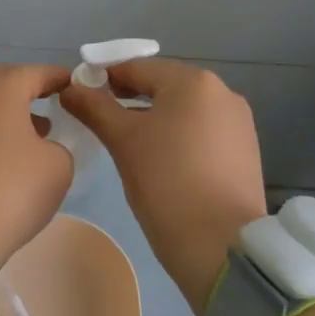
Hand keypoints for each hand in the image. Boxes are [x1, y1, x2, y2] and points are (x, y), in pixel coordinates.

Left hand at [0, 63, 74, 273]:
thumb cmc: (10, 188)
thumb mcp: (57, 167)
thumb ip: (59, 147)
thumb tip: (42, 147)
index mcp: (2, 87)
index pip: (37, 72)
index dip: (60, 79)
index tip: (77, 87)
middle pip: (5, 82)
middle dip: (29, 91)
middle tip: (52, 105)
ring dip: (10, 115)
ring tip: (35, 136)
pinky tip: (7, 159)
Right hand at [62, 59, 266, 315]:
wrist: (222, 247)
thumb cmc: (166, 183)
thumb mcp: (122, 141)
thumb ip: (93, 107)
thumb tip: (69, 87)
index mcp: (193, 81)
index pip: (137, 68)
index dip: (104, 80)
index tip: (81, 100)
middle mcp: (222, 92)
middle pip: (162, 86)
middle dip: (130, 100)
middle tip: (102, 125)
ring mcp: (238, 122)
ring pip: (183, 110)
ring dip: (154, 120)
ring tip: (129, 147)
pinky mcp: (245, 150)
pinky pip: (201, 131)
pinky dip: (178, 138)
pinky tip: (162, 163)